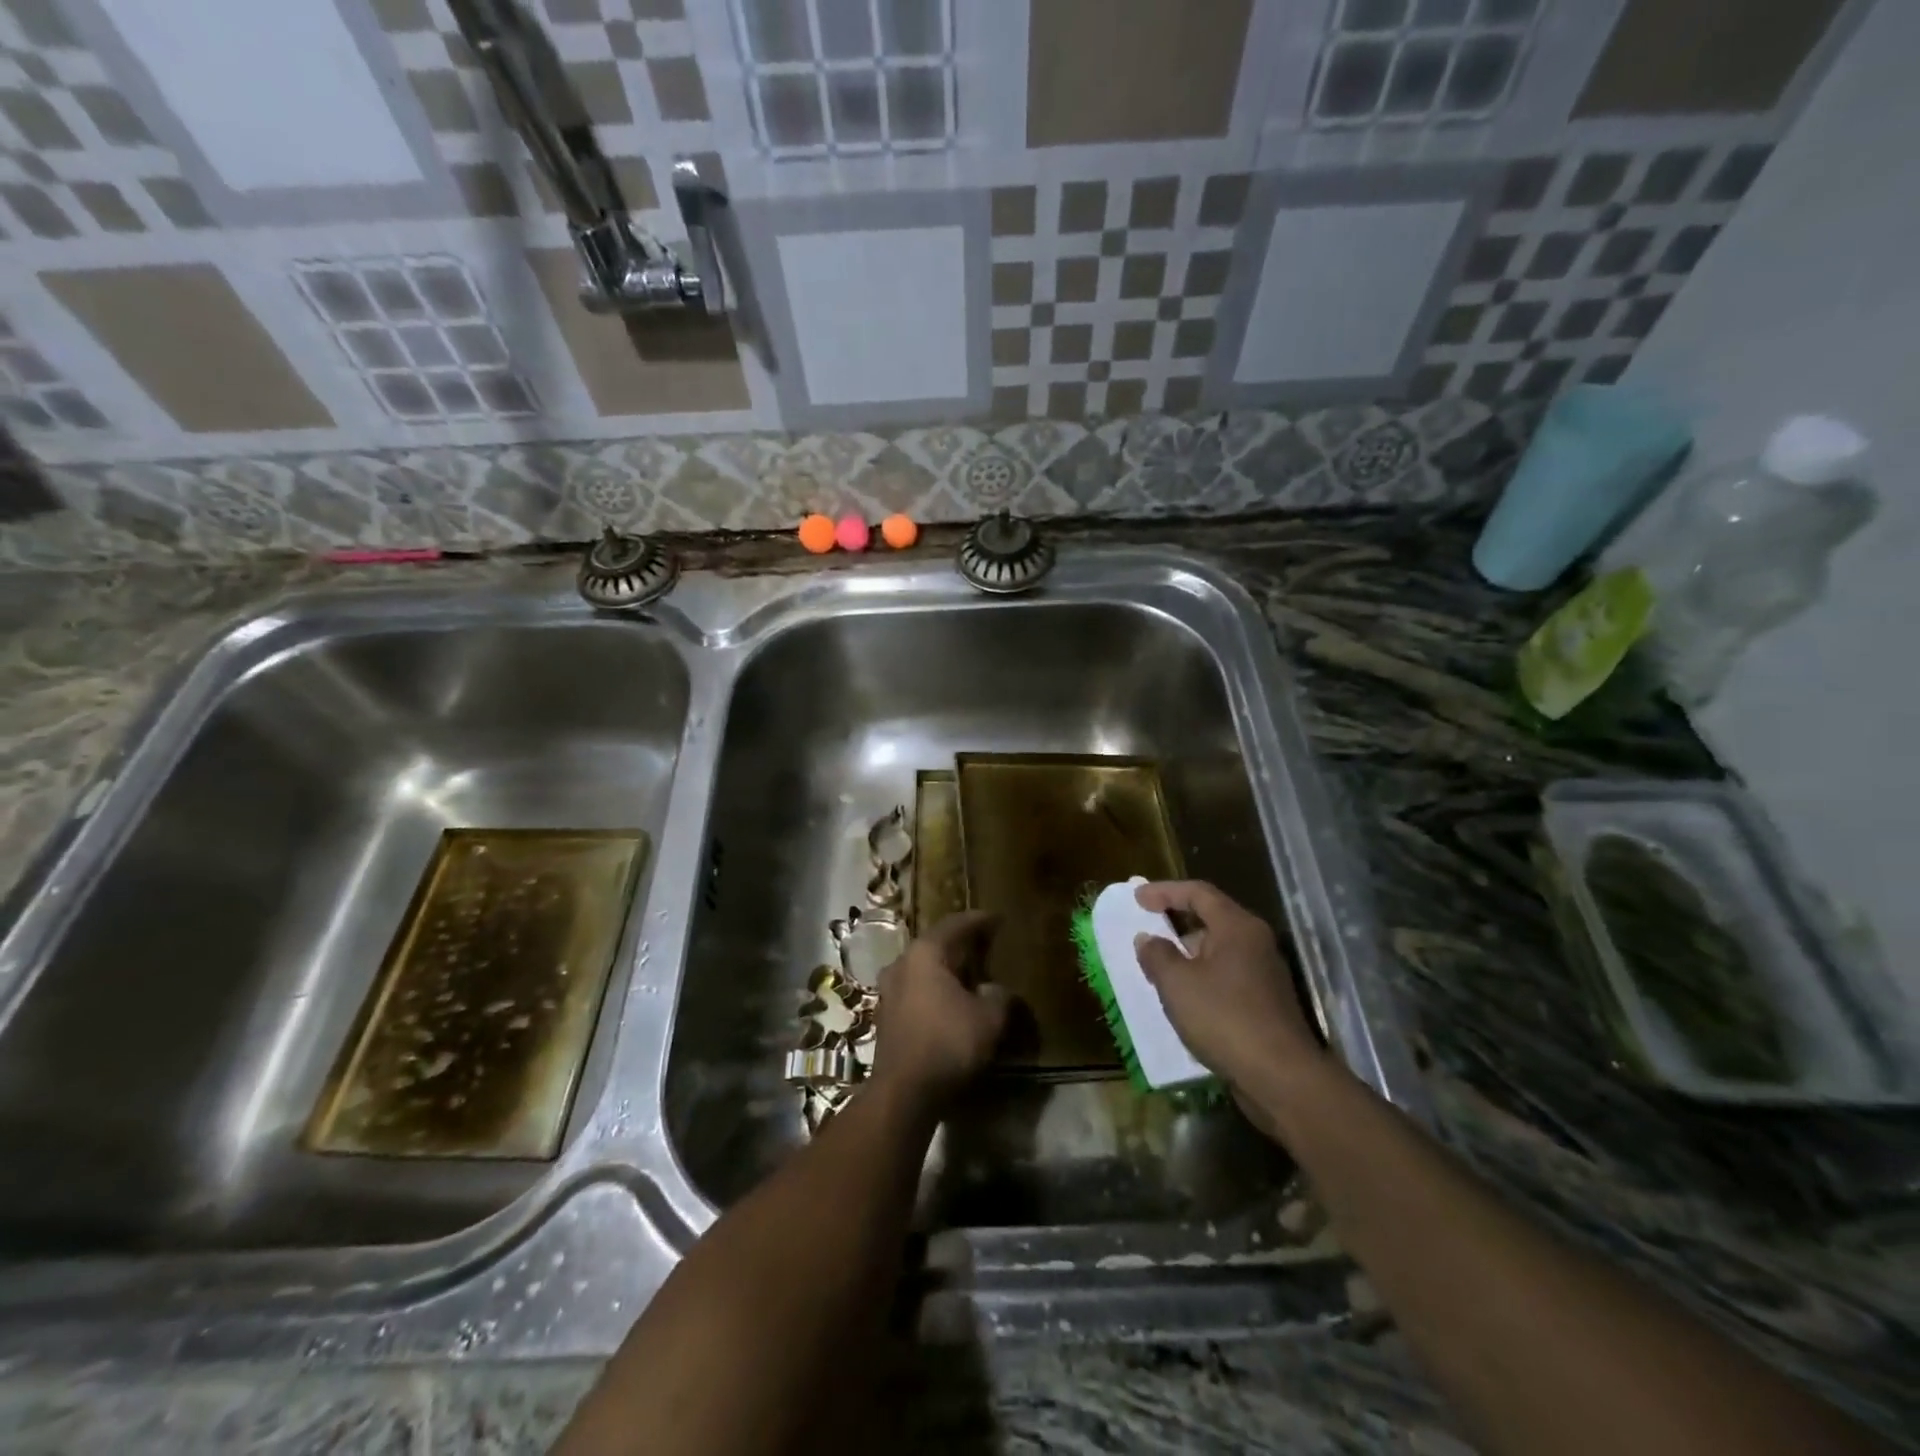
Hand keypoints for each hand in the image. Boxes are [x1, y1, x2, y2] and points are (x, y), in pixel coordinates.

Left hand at [870, 910, 1008, 1106]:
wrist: (903, 1091)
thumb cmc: (948, 1042)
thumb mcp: (989, 1019)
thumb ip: (999, 997)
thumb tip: (997, 990)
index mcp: (926, 953)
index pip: (956, 925)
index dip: (979, 920)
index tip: (997, 918)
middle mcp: (902, 963)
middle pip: (936, 944)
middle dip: (961, 944)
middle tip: (986, 943)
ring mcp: (890, 990)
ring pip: (924, 968)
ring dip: (947, 968)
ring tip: (971, 972)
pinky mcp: (887, 1015)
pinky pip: (917, 989)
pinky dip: (936, 989)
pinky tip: (952, 1000)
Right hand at [1133, 881, 1322, 1106]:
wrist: (1281, 1078)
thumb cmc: (1224, 1018)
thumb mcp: (1177, 983)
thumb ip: (1157, 955)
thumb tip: (1147, 939)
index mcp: (1237, 927)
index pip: (1198, 893)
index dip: (1165, 891)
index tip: (1137, 898)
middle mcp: (1256, 943)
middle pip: (1211, 919)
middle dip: (1176, 923)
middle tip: (1147, 930)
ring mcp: (1264, 974)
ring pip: (1218, 951)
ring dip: (1187, 955)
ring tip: (1158, 969)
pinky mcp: (1266, 1003)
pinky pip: (1226, 977)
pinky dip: (1201, 978)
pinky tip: (1183, 999)